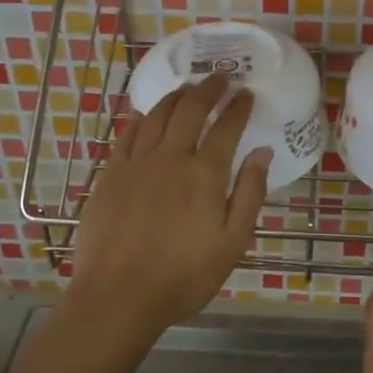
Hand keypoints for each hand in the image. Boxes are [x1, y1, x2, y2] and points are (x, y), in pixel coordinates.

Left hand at [67, 73, 272, 342]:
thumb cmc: (184, 276)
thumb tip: (262, 152)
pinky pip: (126, 135)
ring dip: (175, 97)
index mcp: (205, 174)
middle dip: (208, 89)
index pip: (227, 128)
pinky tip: (144, 112)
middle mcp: (171, 158)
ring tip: (187, 88)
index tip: (247, 93)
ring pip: (157, 116)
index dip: (239, 107)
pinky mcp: (110, 175)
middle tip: (220, 77)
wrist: (119, 295)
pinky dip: (139, 118)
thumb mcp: (232, 242)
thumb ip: (249, 193)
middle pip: (190, 110)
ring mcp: (136, 164)